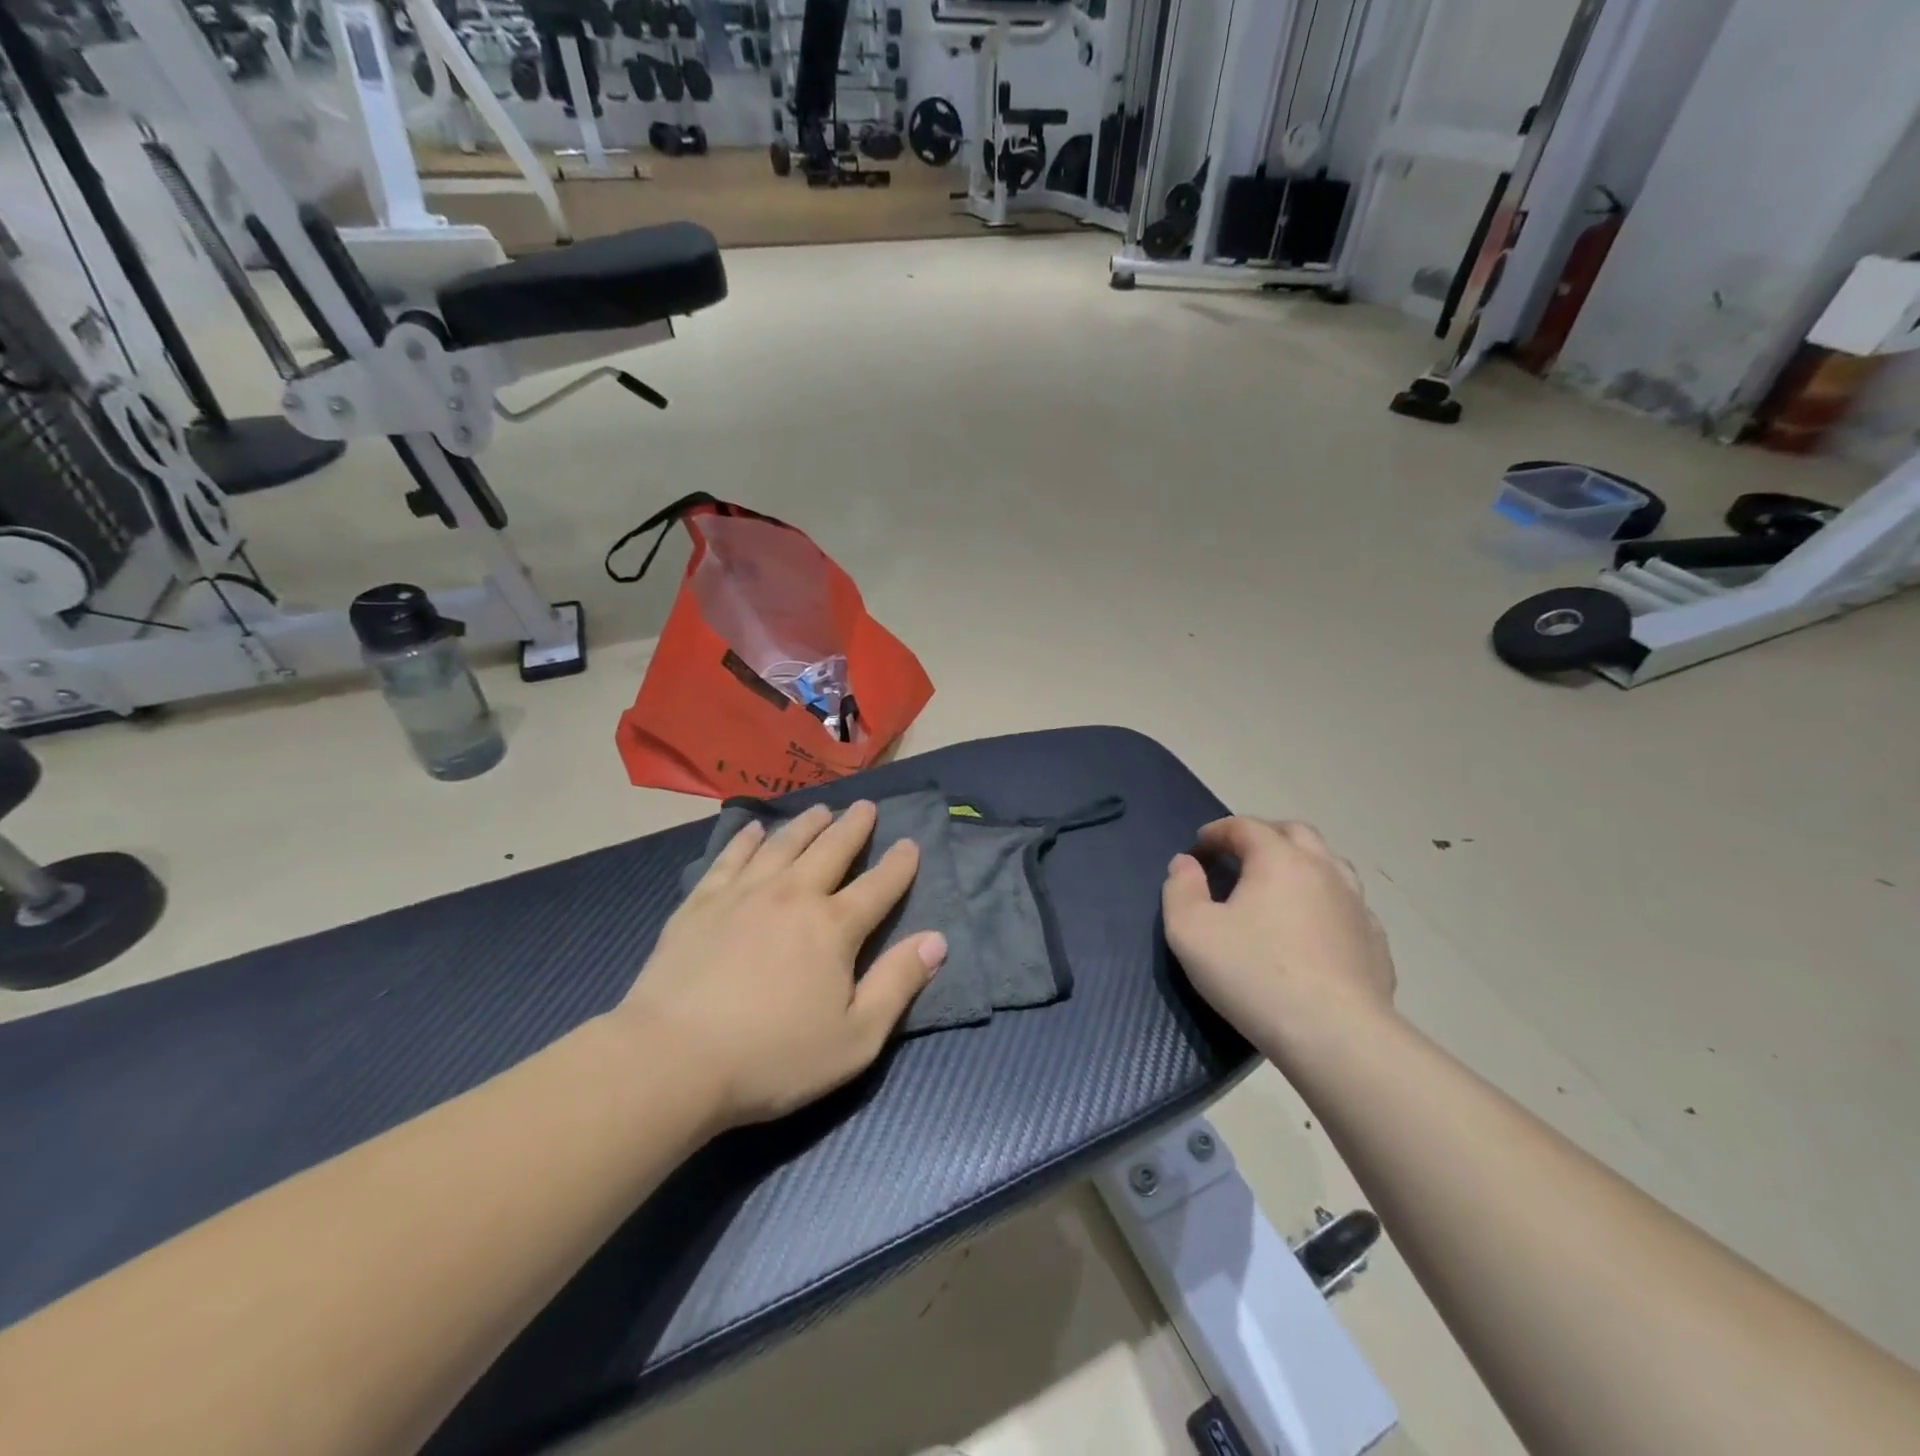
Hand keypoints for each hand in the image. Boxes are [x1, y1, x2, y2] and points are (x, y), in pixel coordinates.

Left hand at [615, 801, 946, 1129]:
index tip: (910, 844)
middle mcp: (793, 895)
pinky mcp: (702, 902)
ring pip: (783, 844)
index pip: (878, 886)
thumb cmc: (773, 1057)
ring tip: (820, 810)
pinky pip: (731, 858)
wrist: (673, 1060)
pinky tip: (753, 830)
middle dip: (853, 827)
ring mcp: (744, 894)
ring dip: (806, 824)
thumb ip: (898, 984)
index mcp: (834, 927)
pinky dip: (746, 840)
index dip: (899, 865)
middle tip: (865, 806)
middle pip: (831, 850)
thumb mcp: (855, 1038)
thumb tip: (937, 940)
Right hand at [1162, 818, 1395, 1061]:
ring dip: (1301, 865)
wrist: (1335, 1036)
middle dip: (1264, 836)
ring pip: (1330, 866)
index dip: (1217, 831)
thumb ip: (1180, 889)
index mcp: (1278, 859)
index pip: (1245, 826)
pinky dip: (1326, 904)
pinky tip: (1313, 930)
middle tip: (1239, 857)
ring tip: (1279, 888)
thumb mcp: (1190, 931)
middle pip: (1295, 833)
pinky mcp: (1376, 943)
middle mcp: (1323, 870)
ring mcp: (1357, 906)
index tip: (1198, 847)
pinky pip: (1348, 907)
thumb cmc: (1253, 974)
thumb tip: (1185, 863)